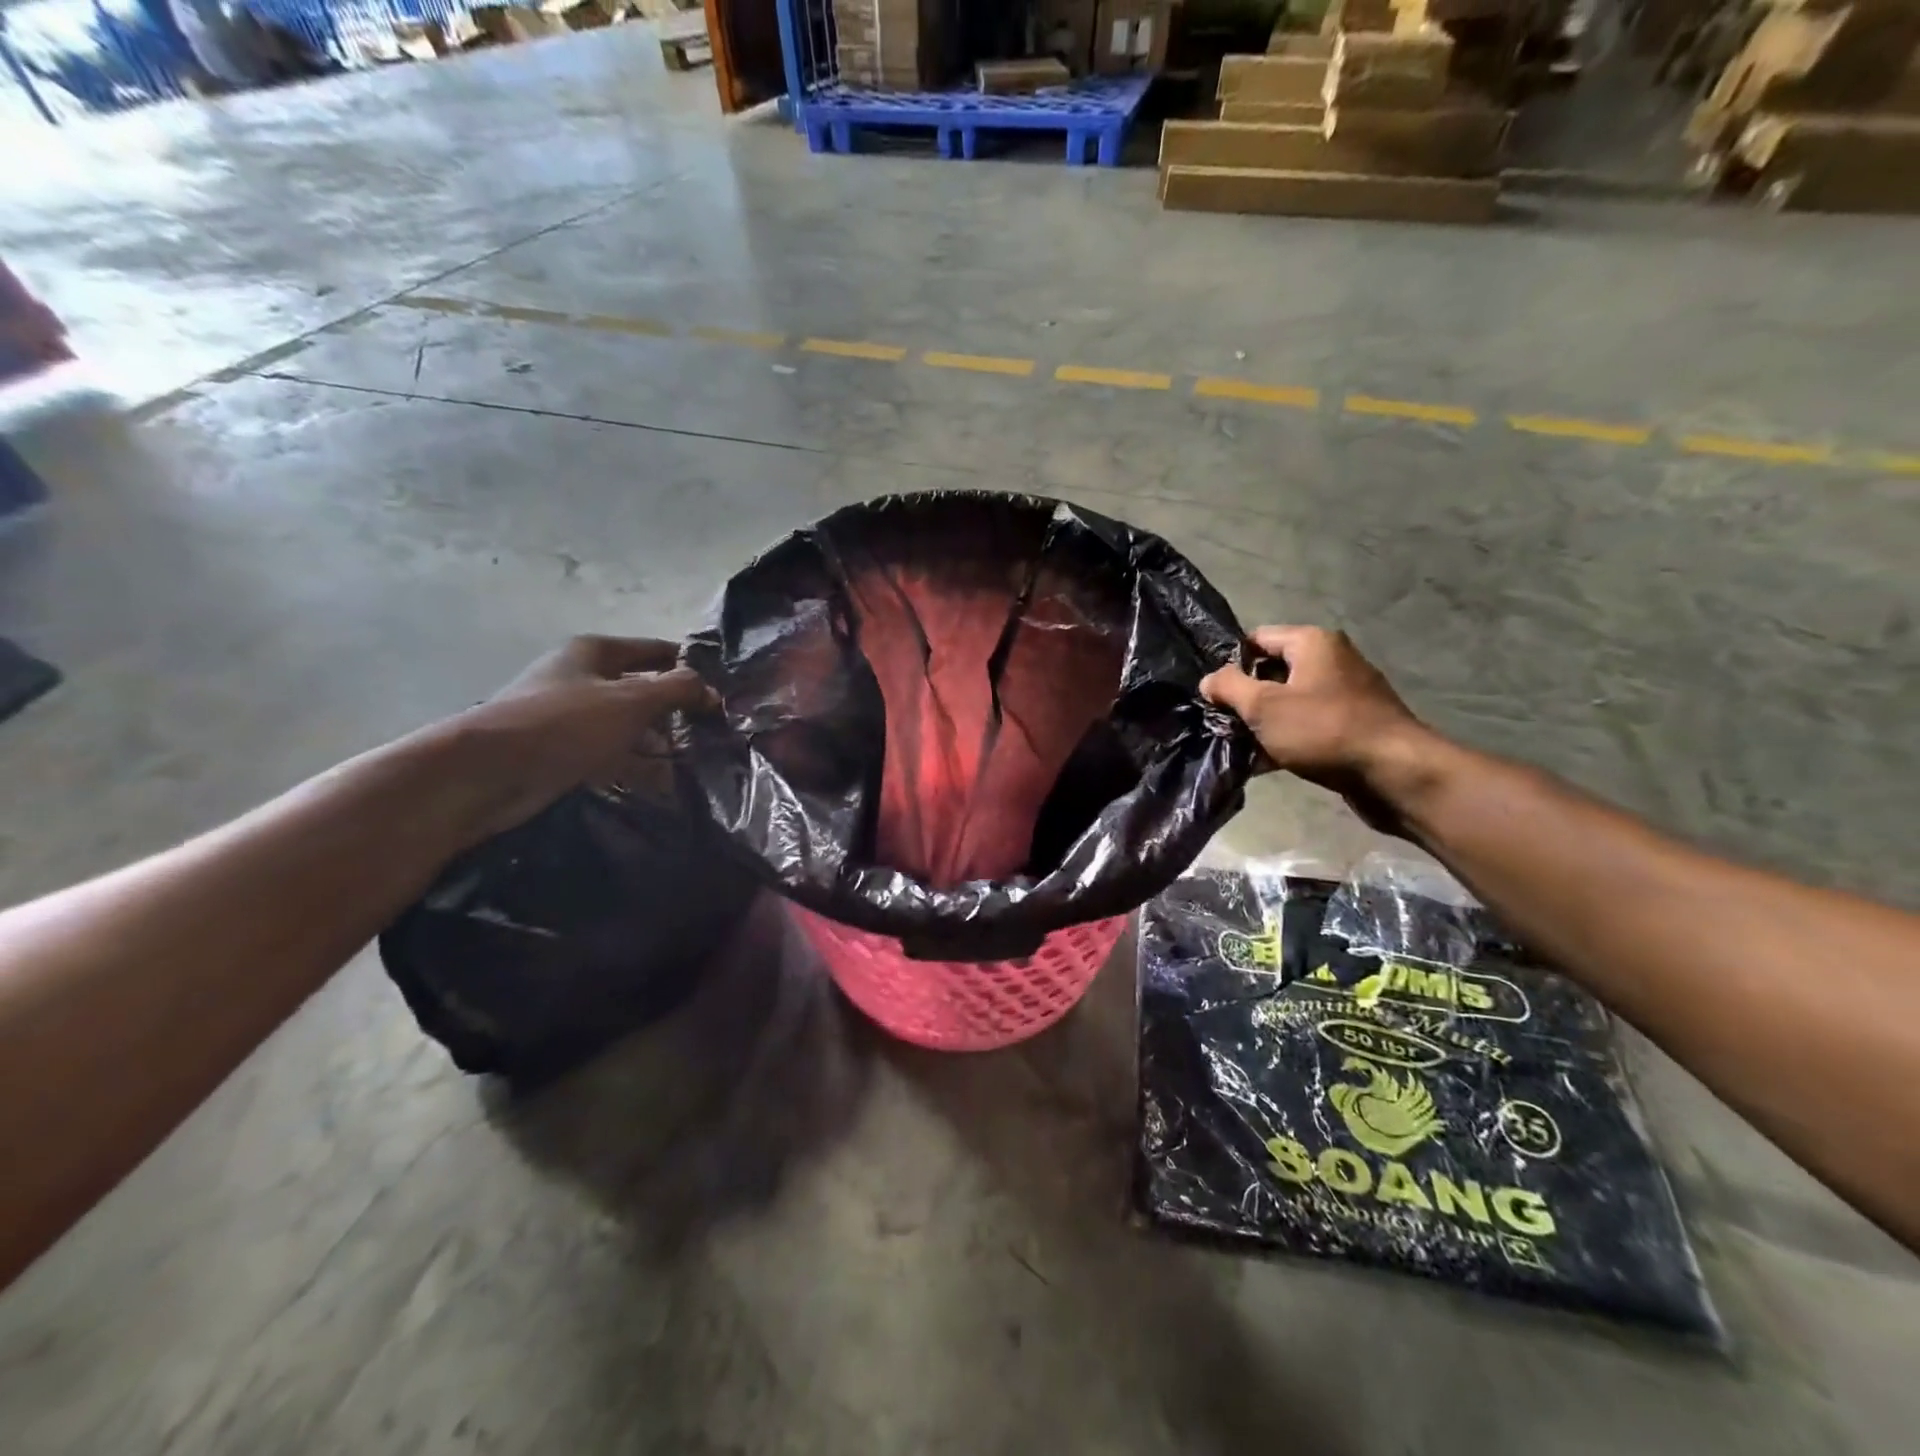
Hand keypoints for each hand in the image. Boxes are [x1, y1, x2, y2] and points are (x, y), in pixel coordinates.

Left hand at [447, 636, 716, 840]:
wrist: (489, 773)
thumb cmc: (565, 723)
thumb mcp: (631, 700)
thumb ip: (677, 689)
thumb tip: (711, 690)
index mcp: (595, 652)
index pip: (656, 651)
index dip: (690, 667)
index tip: (723, 691)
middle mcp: (582, 678)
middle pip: (643, 689)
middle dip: (677, 710)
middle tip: (715, 732)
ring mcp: (571, 716)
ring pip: (629, 725)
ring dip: (659, 742)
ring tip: (698, 761)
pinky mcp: (563, 752)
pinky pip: (611, 754)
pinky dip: (635, 765)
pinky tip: (663, 784)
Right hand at [1200, 626, 1434, 835]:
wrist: (1395, 773)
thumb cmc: (1324, 730)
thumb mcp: (1264, 706)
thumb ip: (1229, 688)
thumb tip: (1208, 679)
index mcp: (1312, 642)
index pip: (1257, 639)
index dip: (1230, 663)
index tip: (1213, 693)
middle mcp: (1331, 660)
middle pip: (1272, 671)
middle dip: (1244, 698)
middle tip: (1220, 722)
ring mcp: (1345, 694)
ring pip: (1288, 702)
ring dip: (1262, 723)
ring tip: (1237, 746)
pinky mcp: (1352, 725)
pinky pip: (1307, 725)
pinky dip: (1285, 739)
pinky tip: (1264, 764)